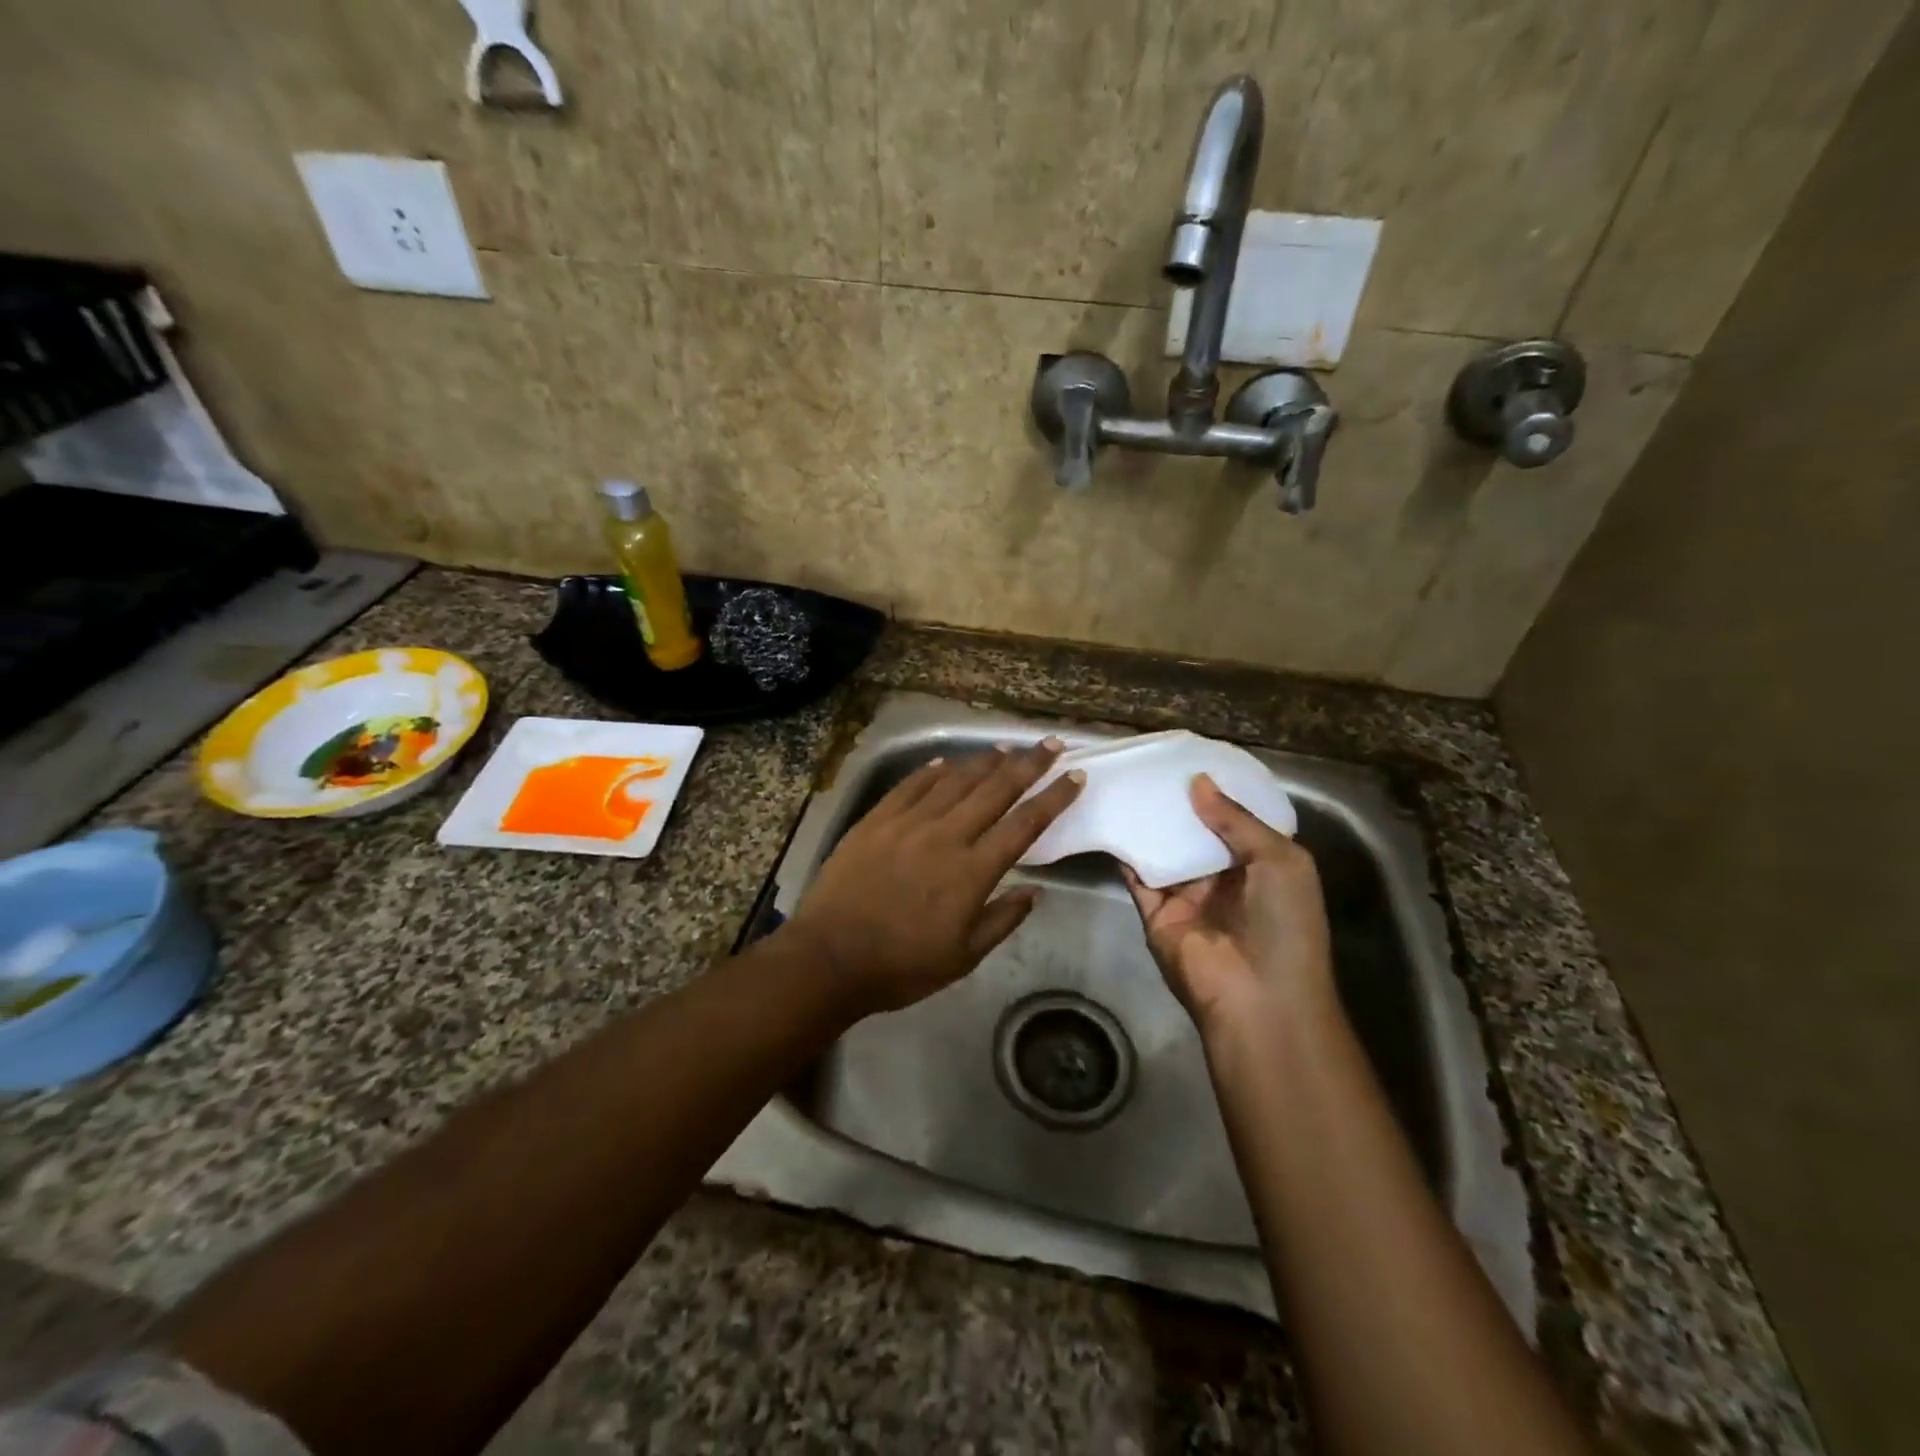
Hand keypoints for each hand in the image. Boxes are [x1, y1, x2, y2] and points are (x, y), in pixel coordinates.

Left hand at [785, 741, 1083, 1015]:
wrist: (829, 958)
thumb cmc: (902, 965)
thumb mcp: (963, 957)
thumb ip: (1002, 920)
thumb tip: (1035, 891)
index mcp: (973, 871)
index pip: (1024, 824)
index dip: (1053, 798)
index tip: (1075, 777)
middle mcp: (946, 836)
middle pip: (995, 790)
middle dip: (1028, 764)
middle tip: (1050, 744)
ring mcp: (908, 823)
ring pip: (954, 780)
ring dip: (984, 761)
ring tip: (1005, 748)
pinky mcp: (876, 820)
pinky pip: (910, 786)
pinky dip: (931, 771)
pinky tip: (945, 762)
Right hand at [1123, 774, 1333, 1034]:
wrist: (1257, 997)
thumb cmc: (1284, 923)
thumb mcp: (1280, 860)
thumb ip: (1237, 820)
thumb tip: (1197, 782)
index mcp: (1261, 864)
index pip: (1237, 820)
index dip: (1219, 791)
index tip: (1193, 758)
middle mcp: (1223, 877)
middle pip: (1196, 831)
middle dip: (1179, 802)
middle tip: (1152, 763)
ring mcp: (1187, 895)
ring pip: (1164, 849)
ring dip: (1150, 821)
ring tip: (1128, 781)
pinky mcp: (1156, 912)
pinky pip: (1138, 876)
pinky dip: (1125, 851)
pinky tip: (1111, 818)